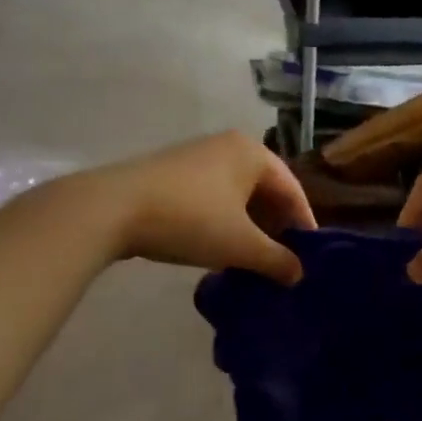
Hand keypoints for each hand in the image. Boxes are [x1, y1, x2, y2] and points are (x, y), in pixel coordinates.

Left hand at [88, 131, 316, 284]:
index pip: (292, 189)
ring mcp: (196, 157)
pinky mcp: (171, 174)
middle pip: (264, 190)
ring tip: (252, 260)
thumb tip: (298, 274)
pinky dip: (223, 222)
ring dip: (248, 227)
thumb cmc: (190, 219)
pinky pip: (212, 198)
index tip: (309, 257)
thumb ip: (276, 260)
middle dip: (274, 226)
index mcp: (252, 153)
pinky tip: (218, 249)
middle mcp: (227, 146)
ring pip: (236, 196)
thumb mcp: (240, 245)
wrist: (112, 209)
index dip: (303, 224)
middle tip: (282, 261)